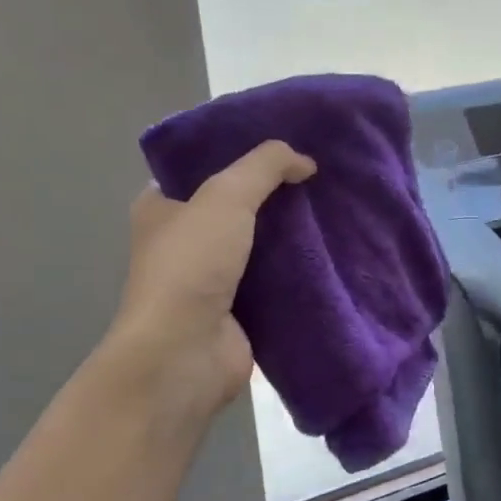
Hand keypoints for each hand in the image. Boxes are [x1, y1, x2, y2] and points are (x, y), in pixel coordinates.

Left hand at [105, 141, 316, 415]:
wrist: (187, 353)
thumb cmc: (192, 266)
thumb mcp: (225, 197)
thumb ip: (264, 167)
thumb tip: (305, 161)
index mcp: (163, 209)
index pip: (203, 170)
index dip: (241, 154)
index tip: (286, 147)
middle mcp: (186, 242)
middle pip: (239, 207)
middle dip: (277, 194)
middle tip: (321, 177)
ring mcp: (214, 279)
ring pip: (262, 244)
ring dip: (293, 234)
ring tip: (336, 210)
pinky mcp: (243, 310)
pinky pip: (278, 280)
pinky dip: (301, 270)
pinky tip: (334, 253)